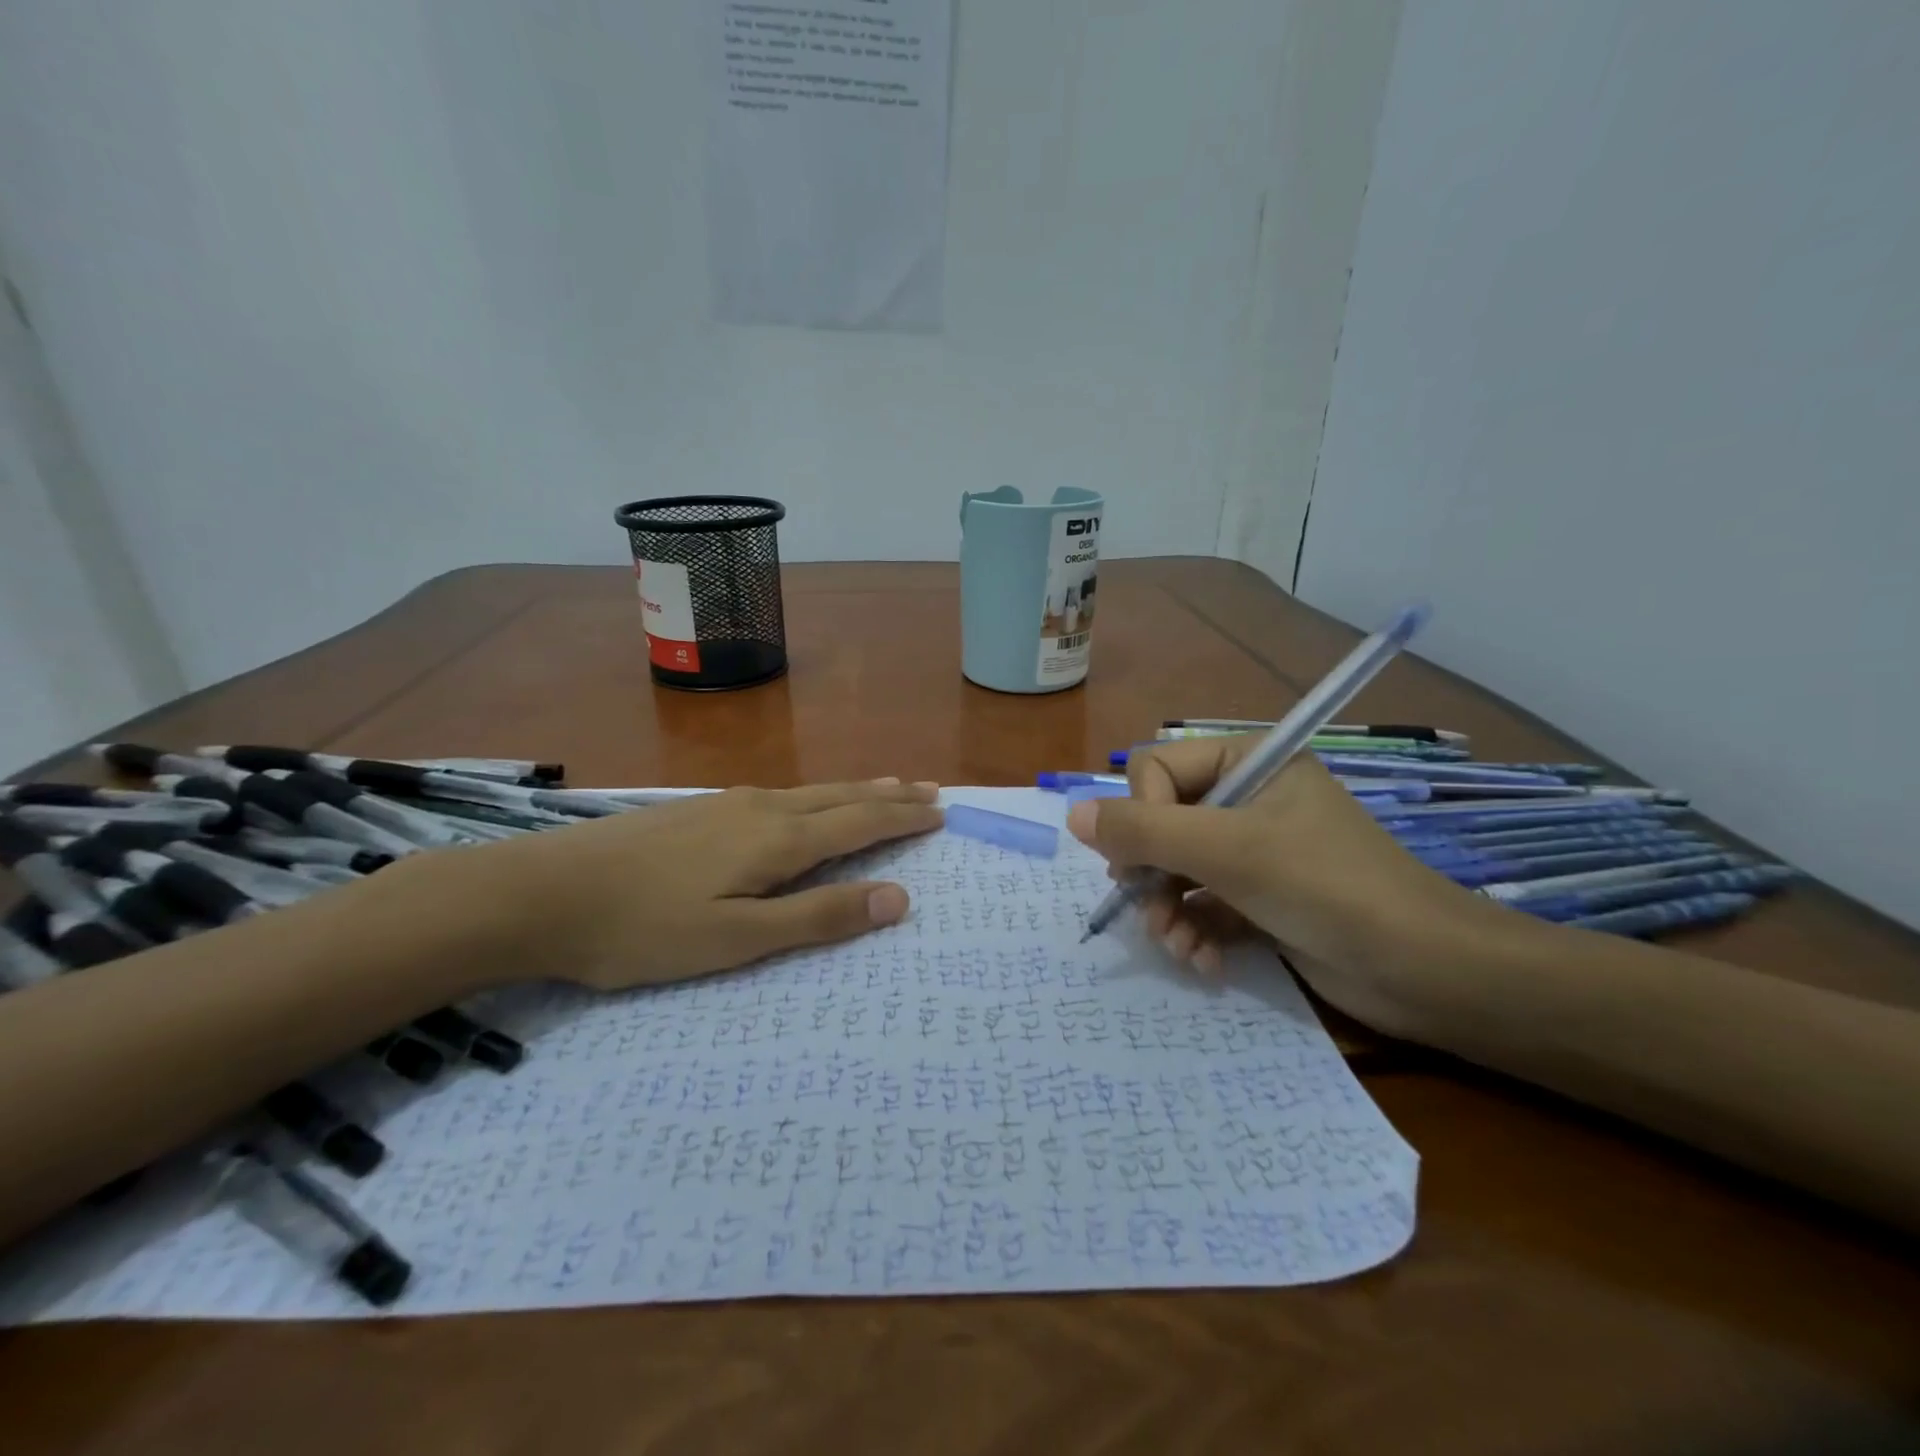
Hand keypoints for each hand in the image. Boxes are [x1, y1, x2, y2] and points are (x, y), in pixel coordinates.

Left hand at [462, 780, 942, 990]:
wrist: (543, 892)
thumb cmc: (644, 928)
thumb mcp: (737, 939)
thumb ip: (818, 917)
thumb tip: (898, 898)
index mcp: (778, 840)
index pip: (859, 823)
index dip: (902, 819)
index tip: (941, 812)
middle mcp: (762, 809)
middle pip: (841, 797)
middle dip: (889, 795)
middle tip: (929, 789)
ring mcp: (726, 804)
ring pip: (810, 790)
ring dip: (855, 789)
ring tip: (885, 784)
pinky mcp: (698, 809)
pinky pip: (780, 793)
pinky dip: (816, 793)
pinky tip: (805, 799)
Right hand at [1066, 739, 1488, 1038]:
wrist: (1427, 974)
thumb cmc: (1327, 888)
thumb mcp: (1227, 851)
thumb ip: (1144, 831)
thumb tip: (1072, 815)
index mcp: (1250, 763)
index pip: (1158, 770)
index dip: (1144, 814)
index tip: (1151, 859)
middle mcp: (1249, 800)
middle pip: (1161, 824)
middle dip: (1151, 873)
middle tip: (1150, 909)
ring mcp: (1255, 852)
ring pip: (1176, 870)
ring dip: (1168, 911)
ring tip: (1179, 946)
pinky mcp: (1261, 899)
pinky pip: (1203, 904)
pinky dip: (1195, 932)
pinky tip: (1203, 962)